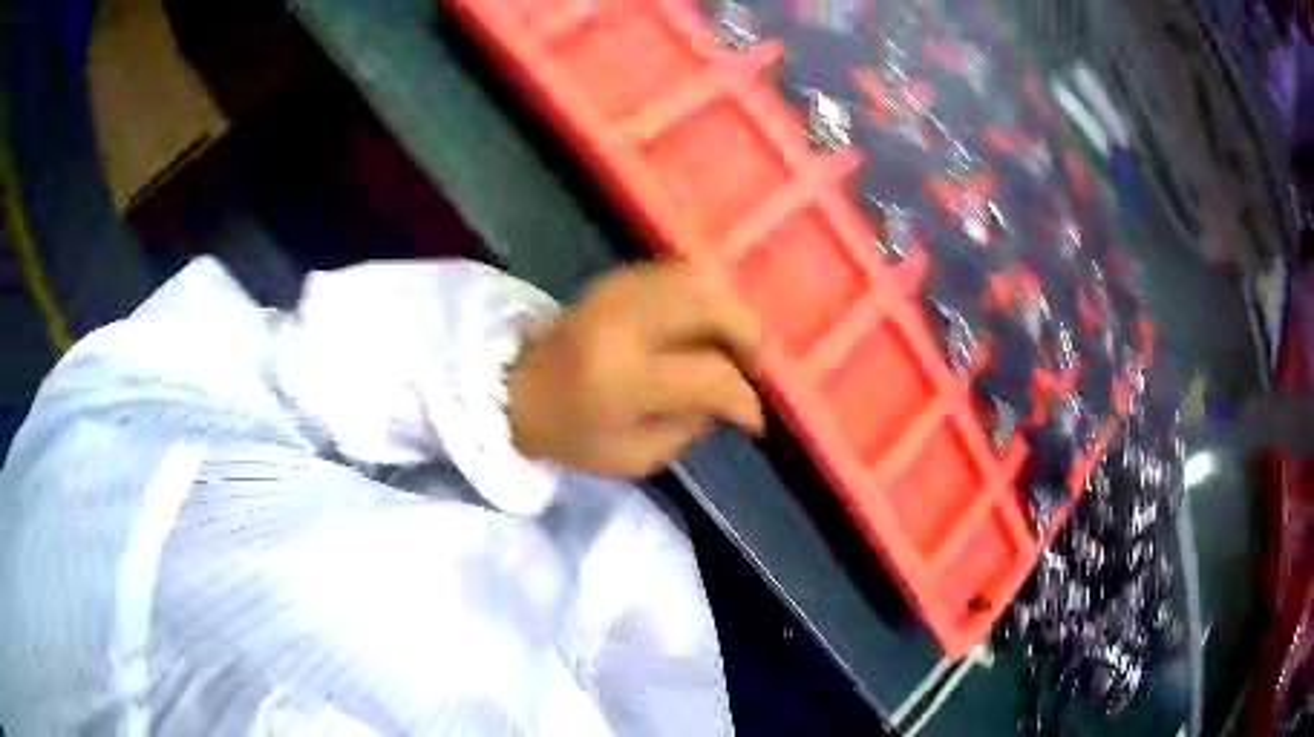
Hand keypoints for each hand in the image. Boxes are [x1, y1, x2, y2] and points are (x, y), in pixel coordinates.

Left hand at [506, 261, 763, 477]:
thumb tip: (729, 397)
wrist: (512, 390)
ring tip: (731, 344)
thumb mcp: (633, 458)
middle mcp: (625, 322)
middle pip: (713, 306)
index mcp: (624, 378)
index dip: (744, 399)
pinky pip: (677, 271)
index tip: (753, 419)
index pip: (710, 375)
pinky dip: (703, 293)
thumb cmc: (570, 434)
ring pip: (699, 278)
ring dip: (730, 309)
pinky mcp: (614, 278)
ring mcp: (618, 291)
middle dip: (748, 337)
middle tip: (750, 368)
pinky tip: (704, 323)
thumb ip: (689, 428)